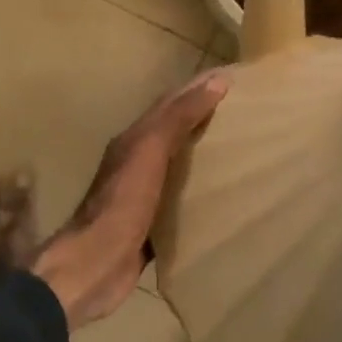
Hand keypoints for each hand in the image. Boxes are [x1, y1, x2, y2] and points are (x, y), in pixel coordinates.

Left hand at [33, 70, 229, 329]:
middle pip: (176, 132)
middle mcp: (137, 162)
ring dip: (205, 155)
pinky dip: (201, 193)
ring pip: (180, 166)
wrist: (95, 265)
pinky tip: (224, 198)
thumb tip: (215, 82)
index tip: (235, 77)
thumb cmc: (122, 204)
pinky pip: (181, 202)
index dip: (199, 87)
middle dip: (206, 118)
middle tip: (247, 112)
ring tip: (243, 149)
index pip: (171, 103)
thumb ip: (178, 117)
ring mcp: (144, 196)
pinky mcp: (152, 226)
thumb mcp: (149, 152)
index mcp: (134, 140)